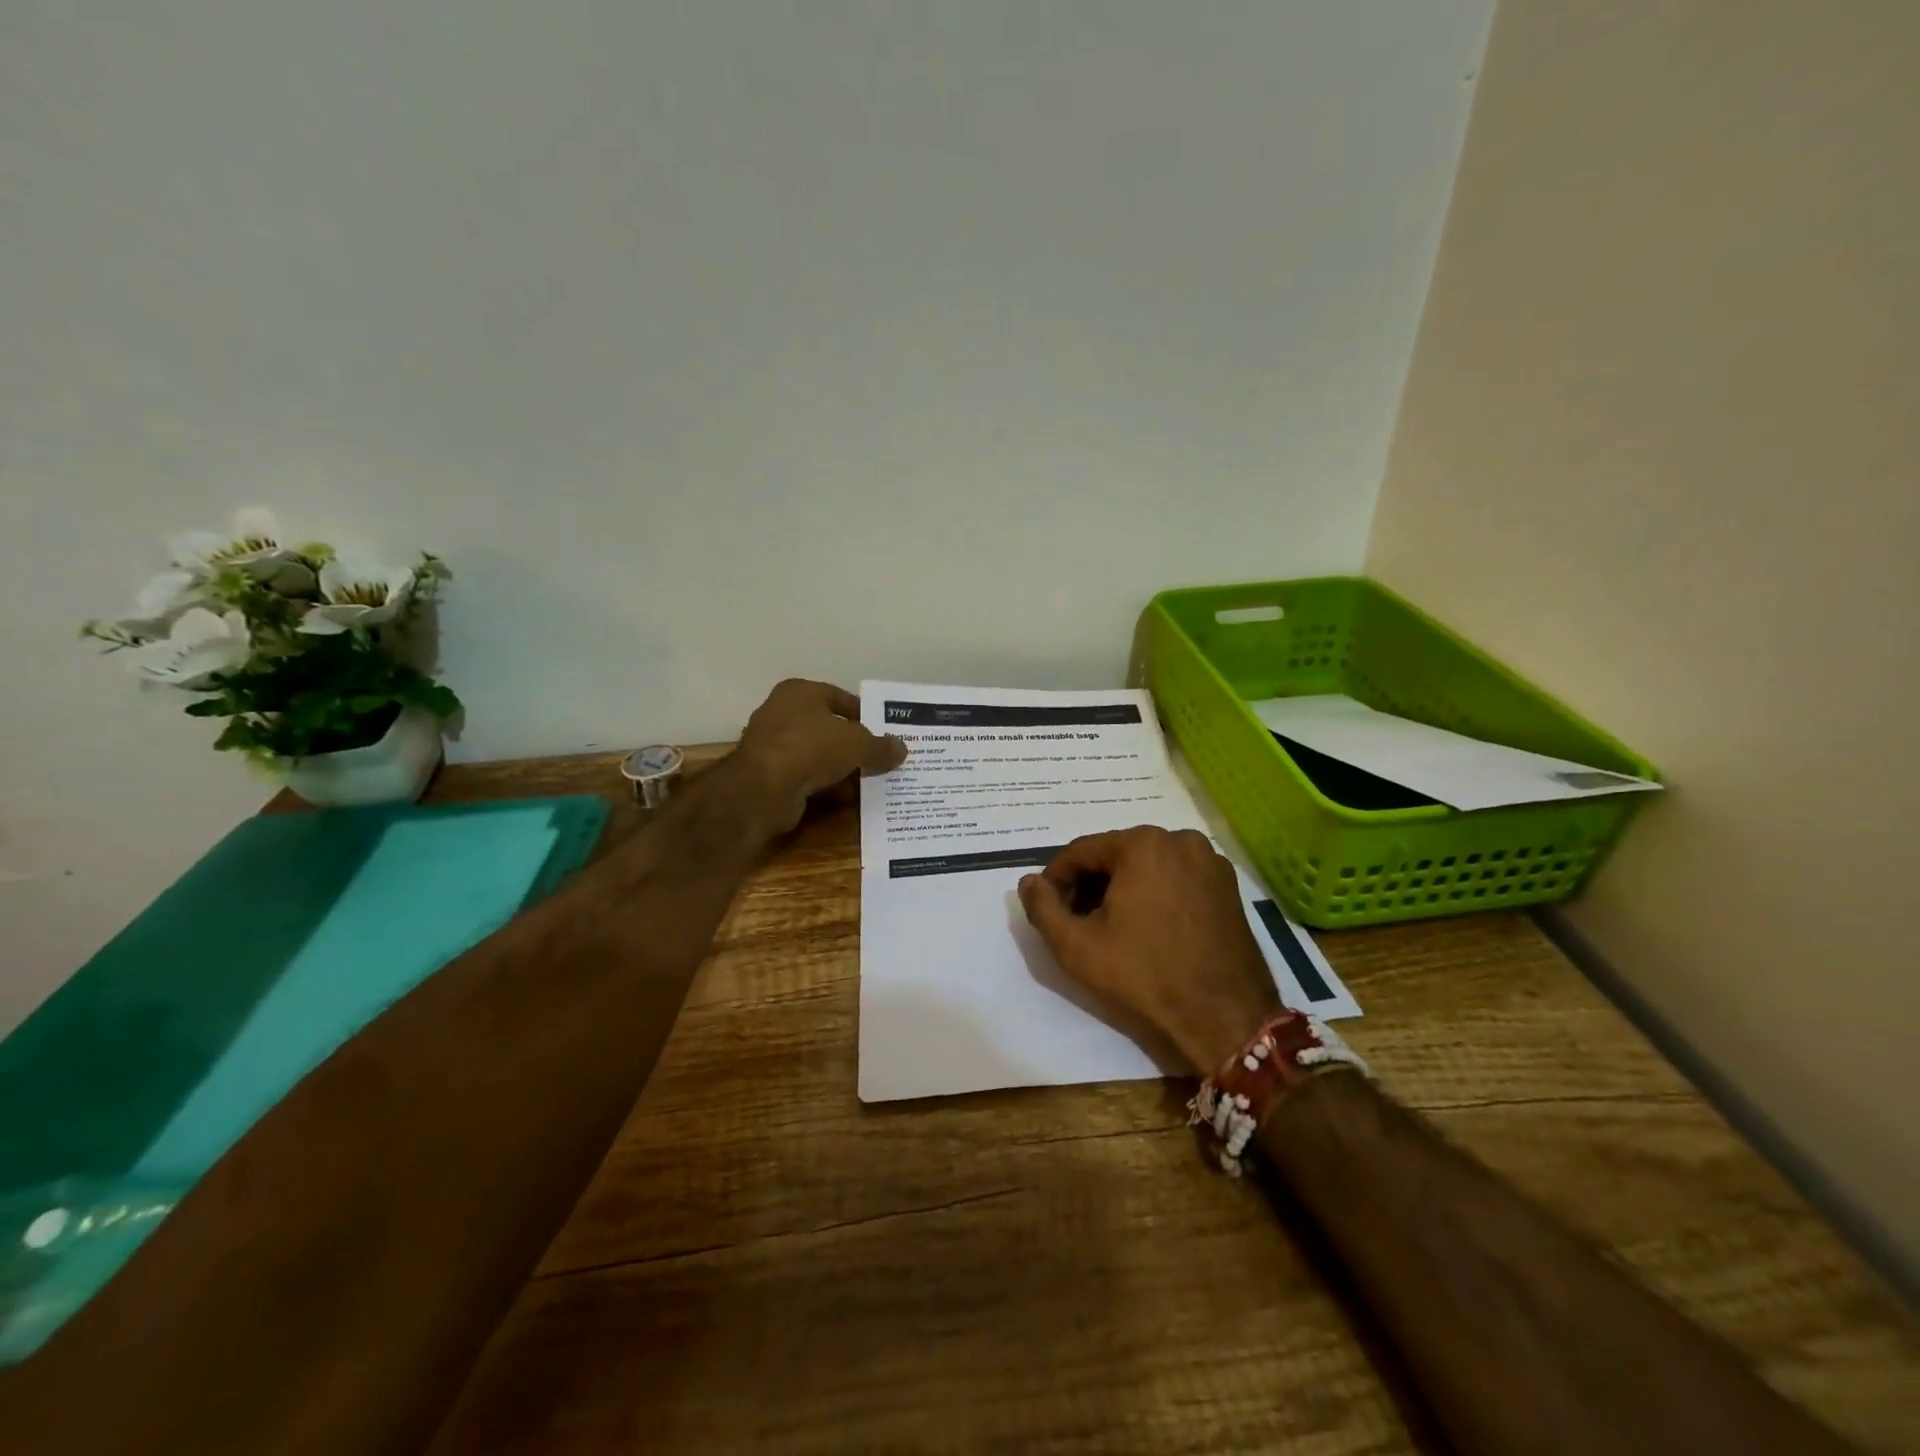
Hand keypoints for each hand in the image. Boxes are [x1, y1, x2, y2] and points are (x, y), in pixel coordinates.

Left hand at [733, 679, 906, 835]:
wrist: (764, 789)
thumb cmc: (812, 748)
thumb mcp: (857, 743)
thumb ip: (880, 746)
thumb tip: (901, 750)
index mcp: (800, 692)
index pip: (841, 699)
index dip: (867, 715)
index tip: (887, 733)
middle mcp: (783, 713)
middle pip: (830, 728)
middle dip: (856, 745)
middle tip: (883, 758)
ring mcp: (774, 746)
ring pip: (820, 755)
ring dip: (843, 768)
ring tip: (873, 779)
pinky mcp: (771, 776)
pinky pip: (808, 777)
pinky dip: (827, 785)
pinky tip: (849, 797)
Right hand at [1018, 827, 1281, 1074]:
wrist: (1225, 1019)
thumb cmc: (1145, 977)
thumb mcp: (1077, 946)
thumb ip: (1042, 908)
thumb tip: (1028, 882)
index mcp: (1143, 844)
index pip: (1081, 851)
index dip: (1056, 879)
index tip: (1046, 906)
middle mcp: (1180, 839)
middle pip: (1116, 855)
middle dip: (1090, 884)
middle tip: (1075, 921)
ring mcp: (1210, 862)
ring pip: (1147, 866)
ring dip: (1121, 888)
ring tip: (1108, 927)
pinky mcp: (1228, 886)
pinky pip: (1176, 878)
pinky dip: (1154, 893)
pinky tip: (1146, 928)